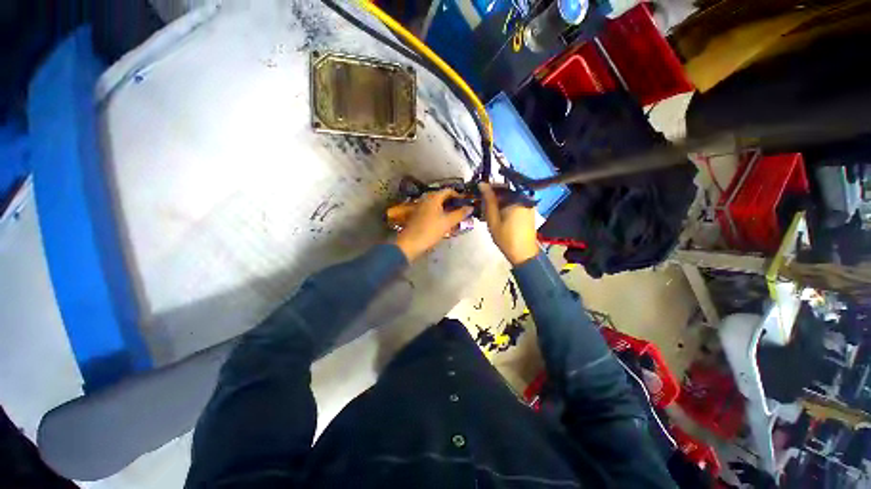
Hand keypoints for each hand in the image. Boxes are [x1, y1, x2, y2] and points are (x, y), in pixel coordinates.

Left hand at [395, 189, 471, 260]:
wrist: (410, 243)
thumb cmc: (430, 230)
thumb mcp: (447, 222)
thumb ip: (460, 214)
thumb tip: (470, 207)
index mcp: (433, 197)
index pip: (449, 190)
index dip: (459, 196)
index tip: (466, 204)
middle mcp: (426, 199)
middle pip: (443, 198)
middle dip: (453, 204)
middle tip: (462, 212)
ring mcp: (421, 207)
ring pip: (437, 206)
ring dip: (447, 211)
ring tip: (455, 219)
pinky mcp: (418, 216)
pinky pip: (432, 212)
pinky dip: (440, 215)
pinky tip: (444, 224)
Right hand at [479, 183, 538, 264]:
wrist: (523, 253)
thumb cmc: (506, 237)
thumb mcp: (493, 219)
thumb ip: (488, 201)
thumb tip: (482, 183)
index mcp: (517, 198)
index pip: (500, 185)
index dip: (488, 188)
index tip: (479, 193)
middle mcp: (525, 198)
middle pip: (506, 191)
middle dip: (493, 196)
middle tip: (482, 204)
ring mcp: (528, 204)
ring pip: (510, 197)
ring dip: (499, 201)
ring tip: (488, 210)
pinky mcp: (528, 211)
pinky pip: (515, 203)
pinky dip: (506, 205)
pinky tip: (498, 214)